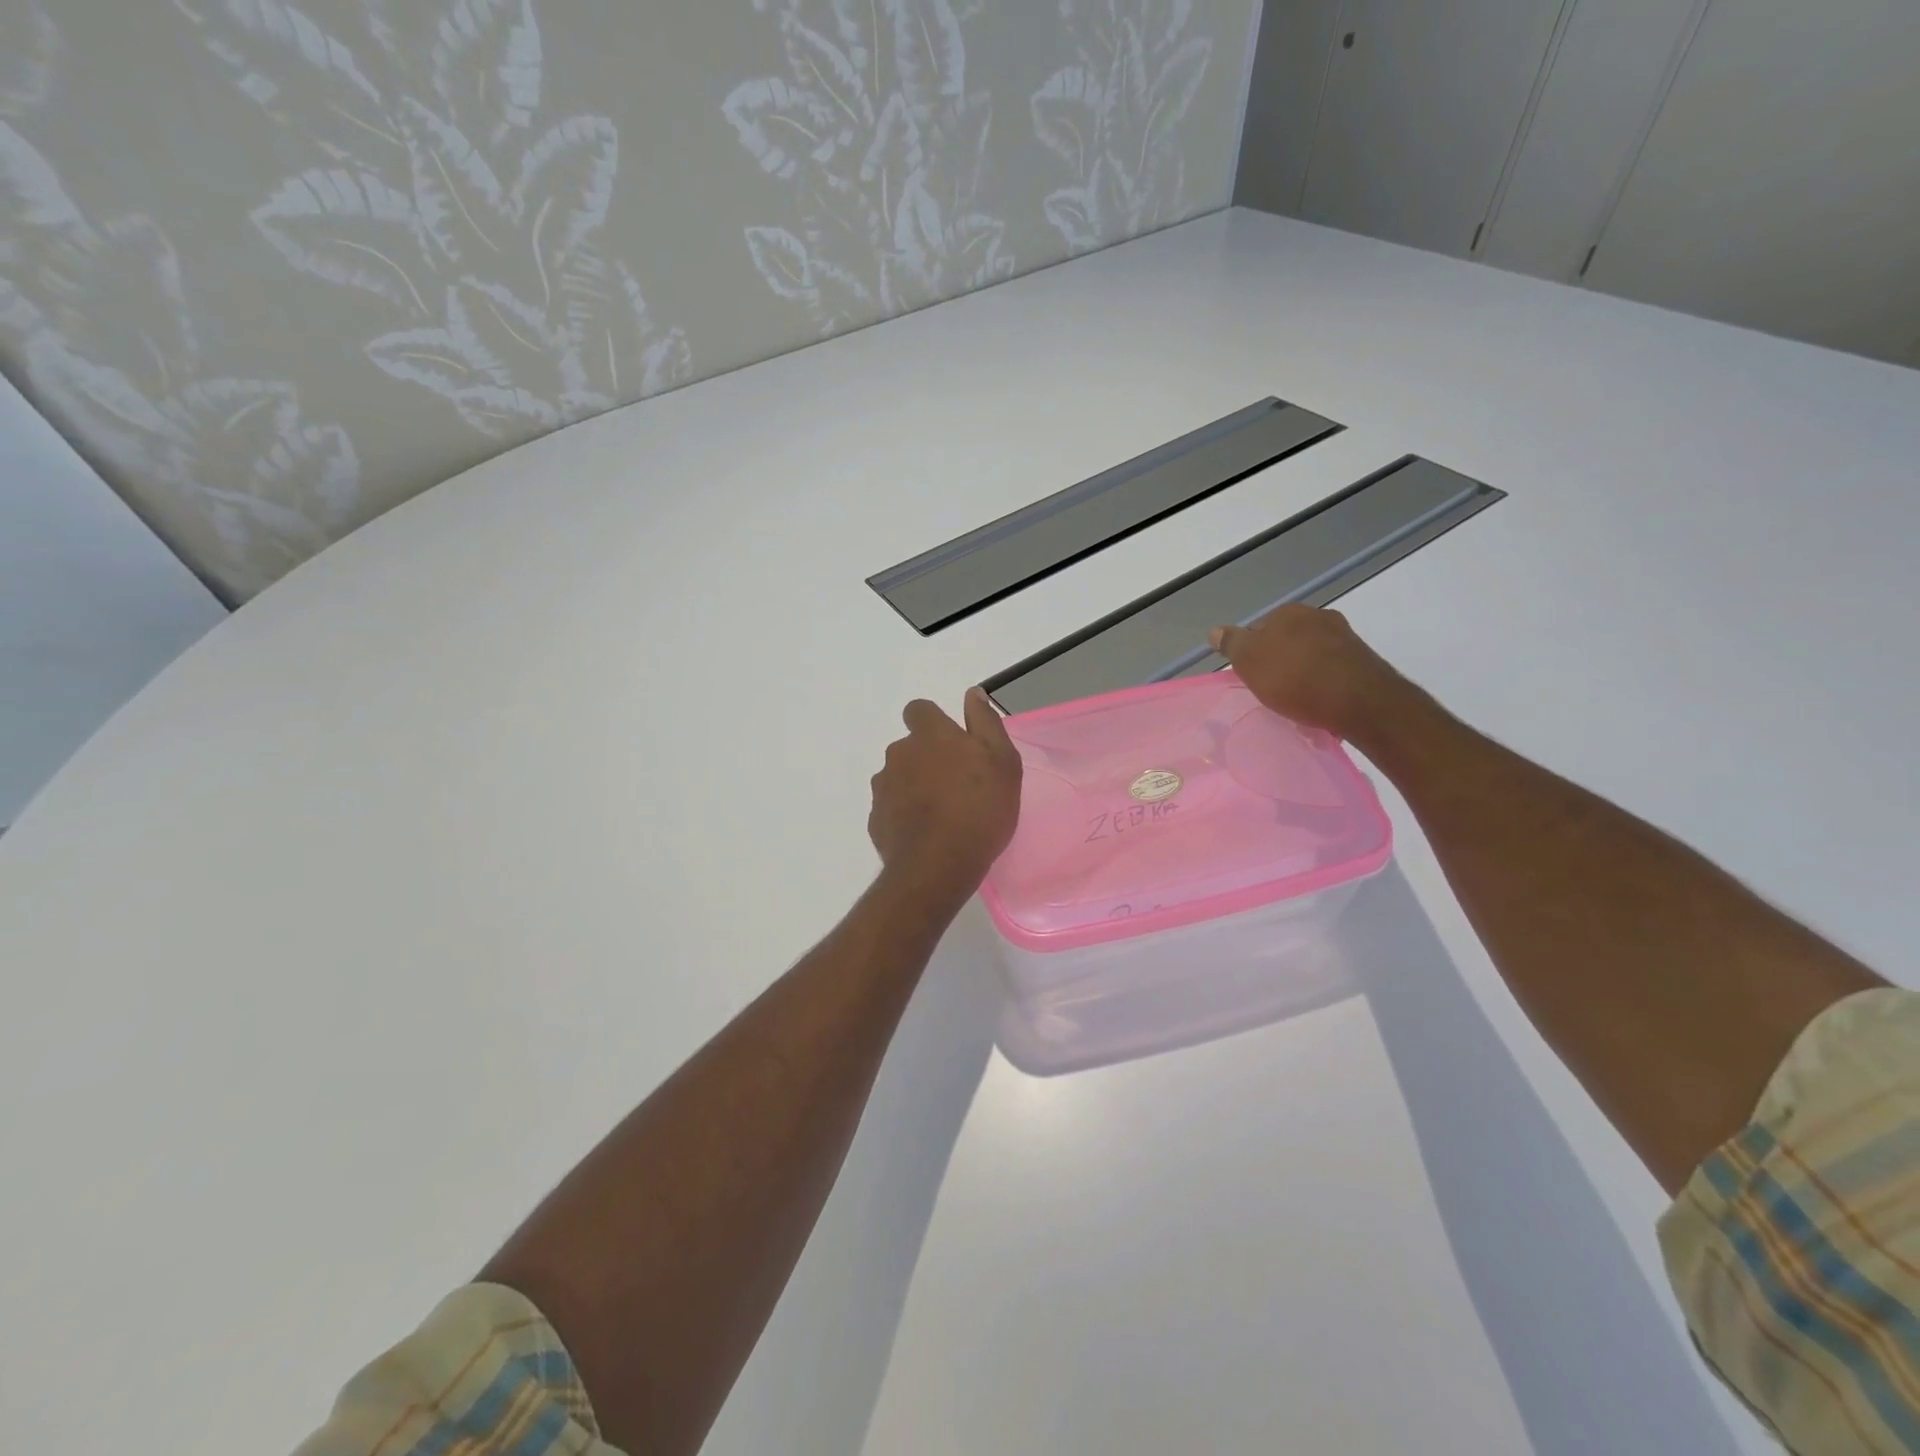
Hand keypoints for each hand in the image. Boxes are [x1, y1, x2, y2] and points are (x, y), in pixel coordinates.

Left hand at [868, 687, 1022, 899]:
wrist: (938, 864)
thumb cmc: (980, 807)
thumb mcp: (1001, 760)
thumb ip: (985, 722)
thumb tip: (972, 693)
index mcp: (929, 735)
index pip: (919, 710)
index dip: (933, 722)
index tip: (952, 743)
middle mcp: (898, 754)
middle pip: (909, 747)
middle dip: (926, 760)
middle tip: (956, 785)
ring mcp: (882, 788)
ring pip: (898, 778)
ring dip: (914, 788)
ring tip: (942, 815)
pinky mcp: (875, 820)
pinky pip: (891, 809)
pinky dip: (904, 816)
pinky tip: (926, 835)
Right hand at [1210, 604, 1407, 739]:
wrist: (1361, 701)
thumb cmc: (1296, 678)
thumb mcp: (1250, 661)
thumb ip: (1232, 644)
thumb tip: (1215, 631)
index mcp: (1289, 612)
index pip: (1257, 629)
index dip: (1250, 653)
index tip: (1250, 677)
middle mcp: (1319, 617)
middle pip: (1286, 640)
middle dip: (1278, 661)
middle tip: (1270, 689)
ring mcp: (1344, 638)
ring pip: (1311, 655)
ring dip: (1302, 672)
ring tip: (1295, 701)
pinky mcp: (1363, 662)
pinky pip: (1331, 671)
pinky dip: (1323, 684)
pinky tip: (1319, 703)